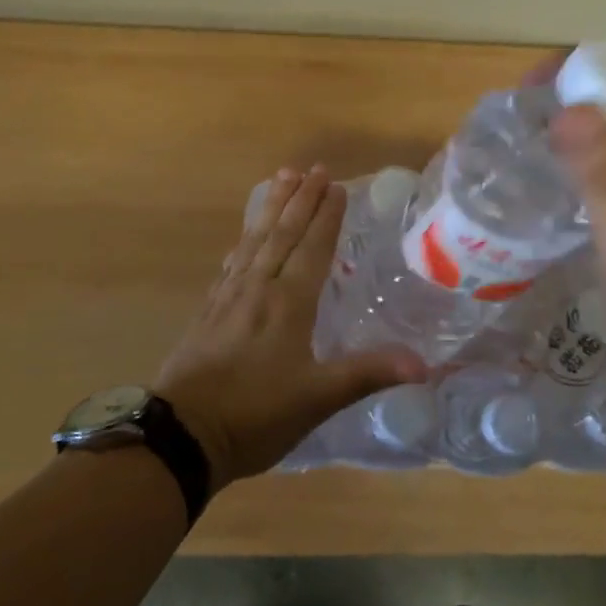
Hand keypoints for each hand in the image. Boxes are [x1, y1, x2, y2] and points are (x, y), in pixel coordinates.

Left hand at [155, 166, 425, 487]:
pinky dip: (243, 242)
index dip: (326, 217)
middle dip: (300, 200)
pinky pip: (231, 263)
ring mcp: (227, 298)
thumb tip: (424, 365)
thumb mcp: (318, 399)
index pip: (312, 249)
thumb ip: (368, 373)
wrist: (180, 436)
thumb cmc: (255, 416)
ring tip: (281, 180)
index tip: (336, 186)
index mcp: (287, 303)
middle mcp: (257, 289)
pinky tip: (243, 240)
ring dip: (271, 209)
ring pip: (253, 242)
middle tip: (313, 169)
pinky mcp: (207, 313)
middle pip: (281, 234)